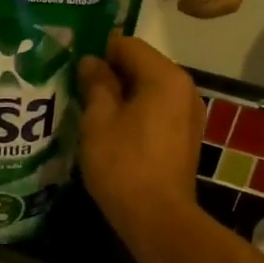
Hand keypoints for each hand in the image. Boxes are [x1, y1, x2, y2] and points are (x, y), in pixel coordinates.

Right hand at [76, 35, 204, 237]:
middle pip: (142, 65)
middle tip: (77, 86)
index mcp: (165, 77)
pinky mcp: (186, 137)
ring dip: (122, 94)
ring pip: (149, 89)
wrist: (158, 218)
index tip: (73, 64)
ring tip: (91, 108)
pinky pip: (158, 110)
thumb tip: (92, 61)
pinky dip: (136, 112)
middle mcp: (184, 89)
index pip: (127, 44)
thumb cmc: (124, 164)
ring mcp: (189, 114)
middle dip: (110, 72)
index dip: (98, 50)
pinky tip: (113, 129)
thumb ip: (96, 84)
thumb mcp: (99, 120)